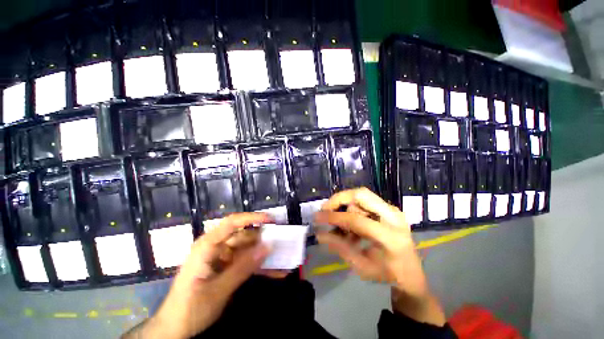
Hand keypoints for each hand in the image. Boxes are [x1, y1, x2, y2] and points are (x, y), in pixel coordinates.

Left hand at [124, 213, 271, 338]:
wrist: (174, 329)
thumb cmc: (189, 308)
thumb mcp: (217, 291)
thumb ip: (243, 268)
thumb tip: (267, 247)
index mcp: (208, 246)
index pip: (232, 223)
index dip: (252, 218)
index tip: (271, 219)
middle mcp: (216, 247)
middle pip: (243, 235)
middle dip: (262, 237)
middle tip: (282, 240)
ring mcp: (221, 257)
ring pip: (247, 248)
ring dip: (262, 253)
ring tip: (281, 256)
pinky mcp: (225, 266)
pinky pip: (245, 261)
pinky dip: (257, 265)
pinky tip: (272, 270)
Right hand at [315, 188, 445, 325]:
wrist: (412, 273)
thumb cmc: (387, 274)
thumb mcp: (361, 266)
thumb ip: (339, 247)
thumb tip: (320, 234)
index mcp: (390, 237)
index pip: (356, 219)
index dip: (334, 217)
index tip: (317, 217)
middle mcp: (394, 217)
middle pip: (361, 194)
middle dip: (339, 199)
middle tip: (326, 209)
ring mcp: (393, 210)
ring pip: (362, 196)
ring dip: (346, 206)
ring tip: (340, 224)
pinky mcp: (390, 209)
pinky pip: (365, 202)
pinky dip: (353, 209)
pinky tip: (350, 226)